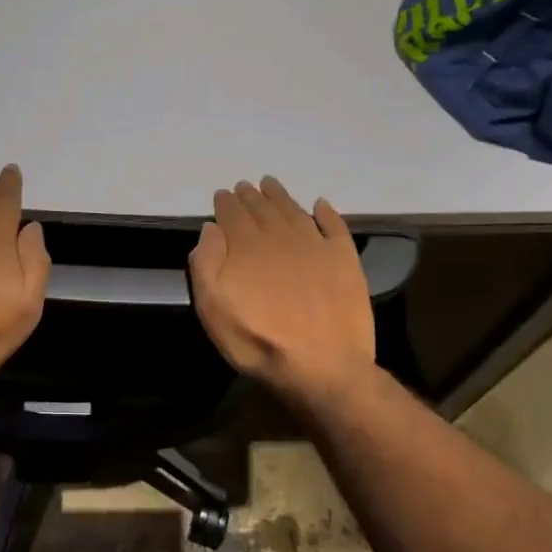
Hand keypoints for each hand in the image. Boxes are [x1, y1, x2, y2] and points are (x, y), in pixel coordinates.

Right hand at [188, 177, 375, 398]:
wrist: (322, 366)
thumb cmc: (258, 341)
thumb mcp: (213, 309)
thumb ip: (206, 265)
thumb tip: (211, 228)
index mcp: (247, 246)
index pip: (232, 215)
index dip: (226, 203)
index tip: (222, 194)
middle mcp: (280, 237)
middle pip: (263, 209)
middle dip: (251, 196)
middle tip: (245, 186)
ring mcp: (316, 246)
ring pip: (294, 211)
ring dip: (281, 196)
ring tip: (271, 185)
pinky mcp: (345, 260)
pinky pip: (334, 226)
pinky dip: (326, 212)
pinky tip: (320, 205)